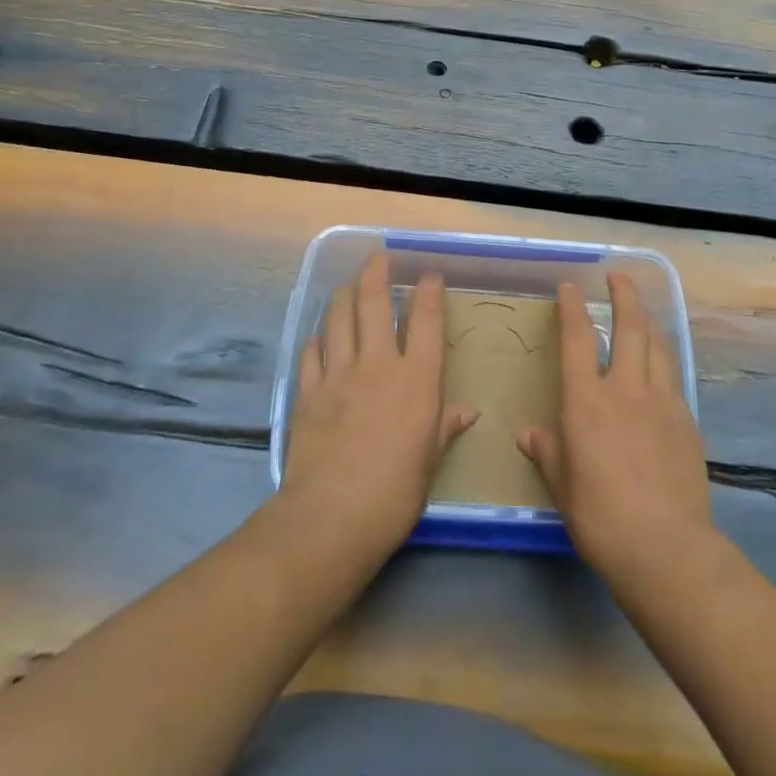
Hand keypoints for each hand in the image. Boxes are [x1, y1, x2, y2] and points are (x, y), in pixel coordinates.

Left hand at [279, 253, 476, 564]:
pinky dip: (317, 338)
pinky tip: (319, 335)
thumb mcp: (430, 461)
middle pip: (375, 303)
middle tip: (379, 258)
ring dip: (344, 295)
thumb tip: (468, 412)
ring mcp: (338, 374)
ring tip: (349, 285)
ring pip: (339, 318)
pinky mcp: (307, 392)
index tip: (429, 275)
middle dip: (377, 273)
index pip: (426, 320)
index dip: (429, 291)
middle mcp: (378, 364)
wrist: (331, 517)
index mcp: (416, 380)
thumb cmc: (395, 493)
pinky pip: (311, 352)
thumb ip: (445, 427)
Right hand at [518, 274, 712, 590]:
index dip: (572, 307)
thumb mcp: (562, 485)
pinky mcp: (687, 421)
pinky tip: (661, 371)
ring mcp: (661, 402)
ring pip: (657, 347)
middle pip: (629, 327)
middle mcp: (625, 389)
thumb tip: (529, 434)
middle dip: (624, 295)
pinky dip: (663, 363)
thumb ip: (547, 451)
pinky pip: (673, 379)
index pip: (576, 339)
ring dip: (648, 323)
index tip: (570, 286)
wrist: (665, 547)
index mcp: (586, 401)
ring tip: (641, 314)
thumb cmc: (600, 516)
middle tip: (618, 277)